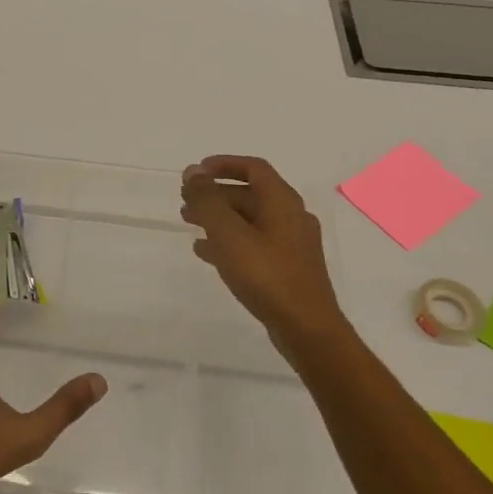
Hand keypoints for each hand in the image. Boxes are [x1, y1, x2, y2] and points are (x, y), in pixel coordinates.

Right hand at [180, 155, 344, 364]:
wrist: (307, 329)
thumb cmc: (267, 275)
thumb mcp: (229, 234)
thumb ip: (208, 201)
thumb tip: (193, 171)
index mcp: (282, 202)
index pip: (253, 168)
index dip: (224, 164)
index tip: (196, 171)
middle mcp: (291, 217)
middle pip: (250, 194)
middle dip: (216, 194)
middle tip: (185, 200)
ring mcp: (291, 244)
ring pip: (250, 220)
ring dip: (219, 218)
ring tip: (189, 223)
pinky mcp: (287, 268)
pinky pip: (253, 244)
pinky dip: (229, 241)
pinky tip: (205, 252)